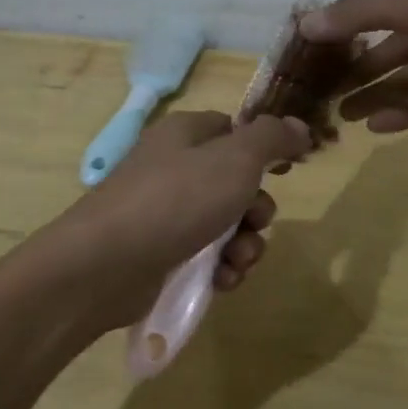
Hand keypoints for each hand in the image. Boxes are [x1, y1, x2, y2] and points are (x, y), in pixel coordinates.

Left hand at [61, 110, 312, 298]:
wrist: (105, 264)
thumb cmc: (176, 200)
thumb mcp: (235, 159)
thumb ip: (272, 138)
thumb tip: (301, 127)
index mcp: (186, 134)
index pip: (233, 130)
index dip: (263, 149)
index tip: (287, 170)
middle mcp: (173, 168)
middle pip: (235, 182)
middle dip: (257, 209)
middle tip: (256, 223)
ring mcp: (164, 213)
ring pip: (224, 224)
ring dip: (244, 245)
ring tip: (237, 262)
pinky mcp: (159, 253)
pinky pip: (204, 257)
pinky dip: (219, 269)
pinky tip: (221, 282)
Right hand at [302, 0, 407, 131]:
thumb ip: (357, 13)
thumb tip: (305, 23)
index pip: (373, 8)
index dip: (342, 31)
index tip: (312, 56)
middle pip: (390, 45)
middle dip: (358, 70)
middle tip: (325, 96)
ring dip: (379, 94)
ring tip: (345, 119)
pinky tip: (381, 128)